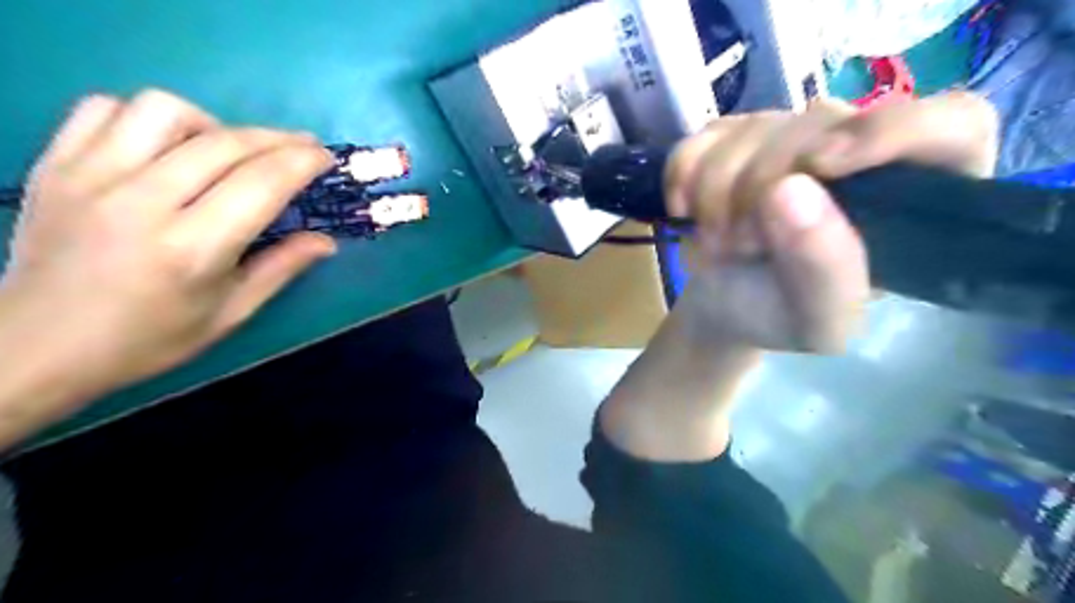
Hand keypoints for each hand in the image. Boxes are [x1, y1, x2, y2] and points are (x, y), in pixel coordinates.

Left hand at [0, 89, 333, 403]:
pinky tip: (167, 145)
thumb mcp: (230, 313)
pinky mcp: (55, 165)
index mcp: (193, 248)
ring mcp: (91, 176)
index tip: (325, 157)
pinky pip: (105, 108)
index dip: (302, 162)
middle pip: (225, 143)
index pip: (262, 183)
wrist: (36, 346)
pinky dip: (148, 118)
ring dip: (213, 124)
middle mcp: (143, 202)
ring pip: (164, 111)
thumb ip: (281, 269)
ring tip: (227, 149)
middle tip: (302, 147)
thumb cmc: (149, 338)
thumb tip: (327, 241)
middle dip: (278, 139)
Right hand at [666, 91, 999, 354]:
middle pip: (817, 124)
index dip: (889, 132)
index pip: (947, 124)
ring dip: (715, 195)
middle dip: (759, 189)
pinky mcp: (734, 137)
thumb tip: (789, 188)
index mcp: (911, 196)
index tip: (821, 166)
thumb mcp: (818, 321)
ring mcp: (790, 135)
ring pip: (750, 129)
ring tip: (721, 242)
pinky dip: (681, 177)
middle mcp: (857, 150)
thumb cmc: (781, 318)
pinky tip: (687, 212)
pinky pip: (701, 137)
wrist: (724, 308)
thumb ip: (826, 268)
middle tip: (742, 245)